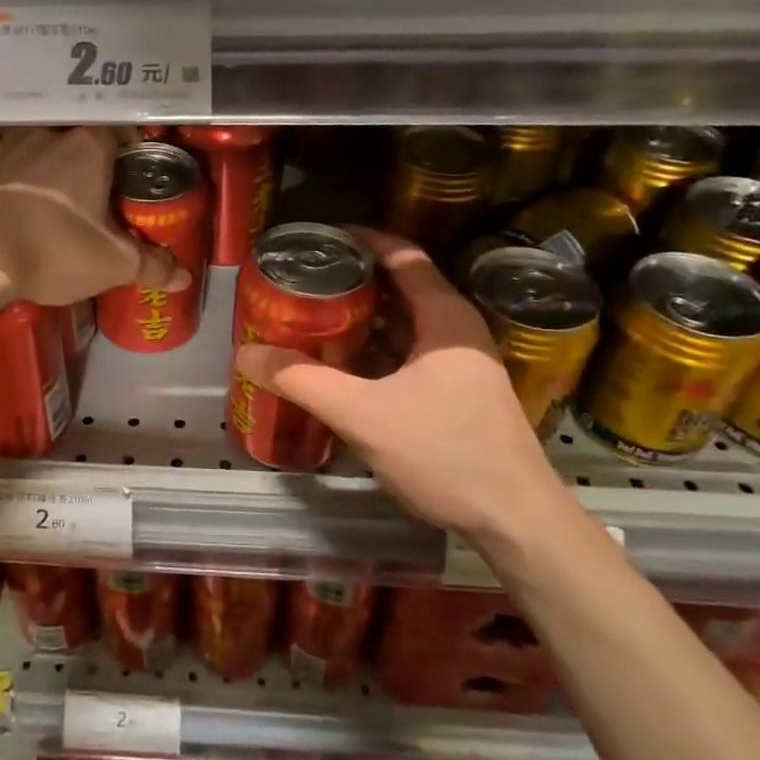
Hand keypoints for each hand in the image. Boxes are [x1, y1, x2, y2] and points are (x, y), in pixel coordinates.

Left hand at [0, 127, 187, 306]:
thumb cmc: (54, 252)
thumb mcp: (113, 265)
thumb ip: (152, 266)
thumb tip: (185, 278)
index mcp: (91, 147)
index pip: (121, 132)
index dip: (130, 150)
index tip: (132, 173)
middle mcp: (51, 133)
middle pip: (79, 133)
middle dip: (89, 152)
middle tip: (95, 181)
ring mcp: (8, 141)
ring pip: (35, 132)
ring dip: (45, 146)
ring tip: (50, 170)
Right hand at [235, 229, 571, 549]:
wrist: (514, 521)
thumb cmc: (445, 453)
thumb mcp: (363, 414)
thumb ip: (303, 381)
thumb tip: (244, 354)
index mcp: (445, 318)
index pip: (403, 256)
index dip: (363, 239)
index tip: (321, 238)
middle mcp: (458, 331)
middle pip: (402, 288)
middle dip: (353, 281)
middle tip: (305, 280)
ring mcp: (461, 364)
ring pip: (405, 325)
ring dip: (363, 320)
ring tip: (313, 317)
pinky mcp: (458, 393)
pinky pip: (409, 354)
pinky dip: (376, 351)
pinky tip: (342, 365)